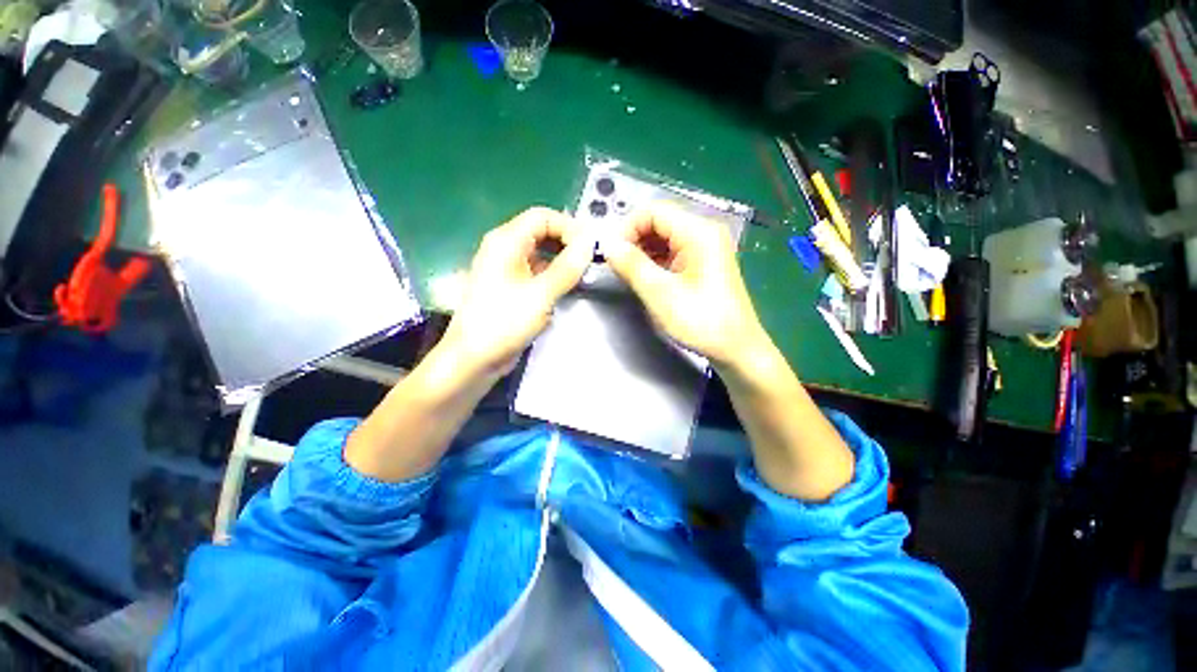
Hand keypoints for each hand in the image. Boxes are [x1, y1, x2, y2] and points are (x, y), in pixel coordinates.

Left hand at [439, 207, 594, 377]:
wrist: (474, 359)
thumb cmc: (503, 323)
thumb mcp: (541, 295)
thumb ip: (567, 267)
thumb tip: (590, 242)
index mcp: (506, 241)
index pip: (542, 217)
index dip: (569, 227)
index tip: (590, 248)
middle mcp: (505, 249)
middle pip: (542, 232)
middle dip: (567, 243)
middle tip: (590, 261)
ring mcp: (507, 269)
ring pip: (541, 253)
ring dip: (562, 261)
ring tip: (581, 276)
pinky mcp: (512, 287)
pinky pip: (536, 272)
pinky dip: (553, 276)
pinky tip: (565, 290)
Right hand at [602, 203, 766, 367]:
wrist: (736, 348)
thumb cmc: (701, 321)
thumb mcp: (661, 294)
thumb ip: (632, 266)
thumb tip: (608, 245)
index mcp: (698, 232)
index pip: (653, 211)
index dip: (627, 228)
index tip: (611, 253)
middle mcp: (704, 232)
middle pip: (659, 221)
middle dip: (634, 239)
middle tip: (617, 265)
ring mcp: (705, 248)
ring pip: (664, 237)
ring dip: (642, 251)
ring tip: (628, 273)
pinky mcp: (702, 263)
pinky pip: (672, 252)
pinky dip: (654, 260)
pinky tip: (645, 277)